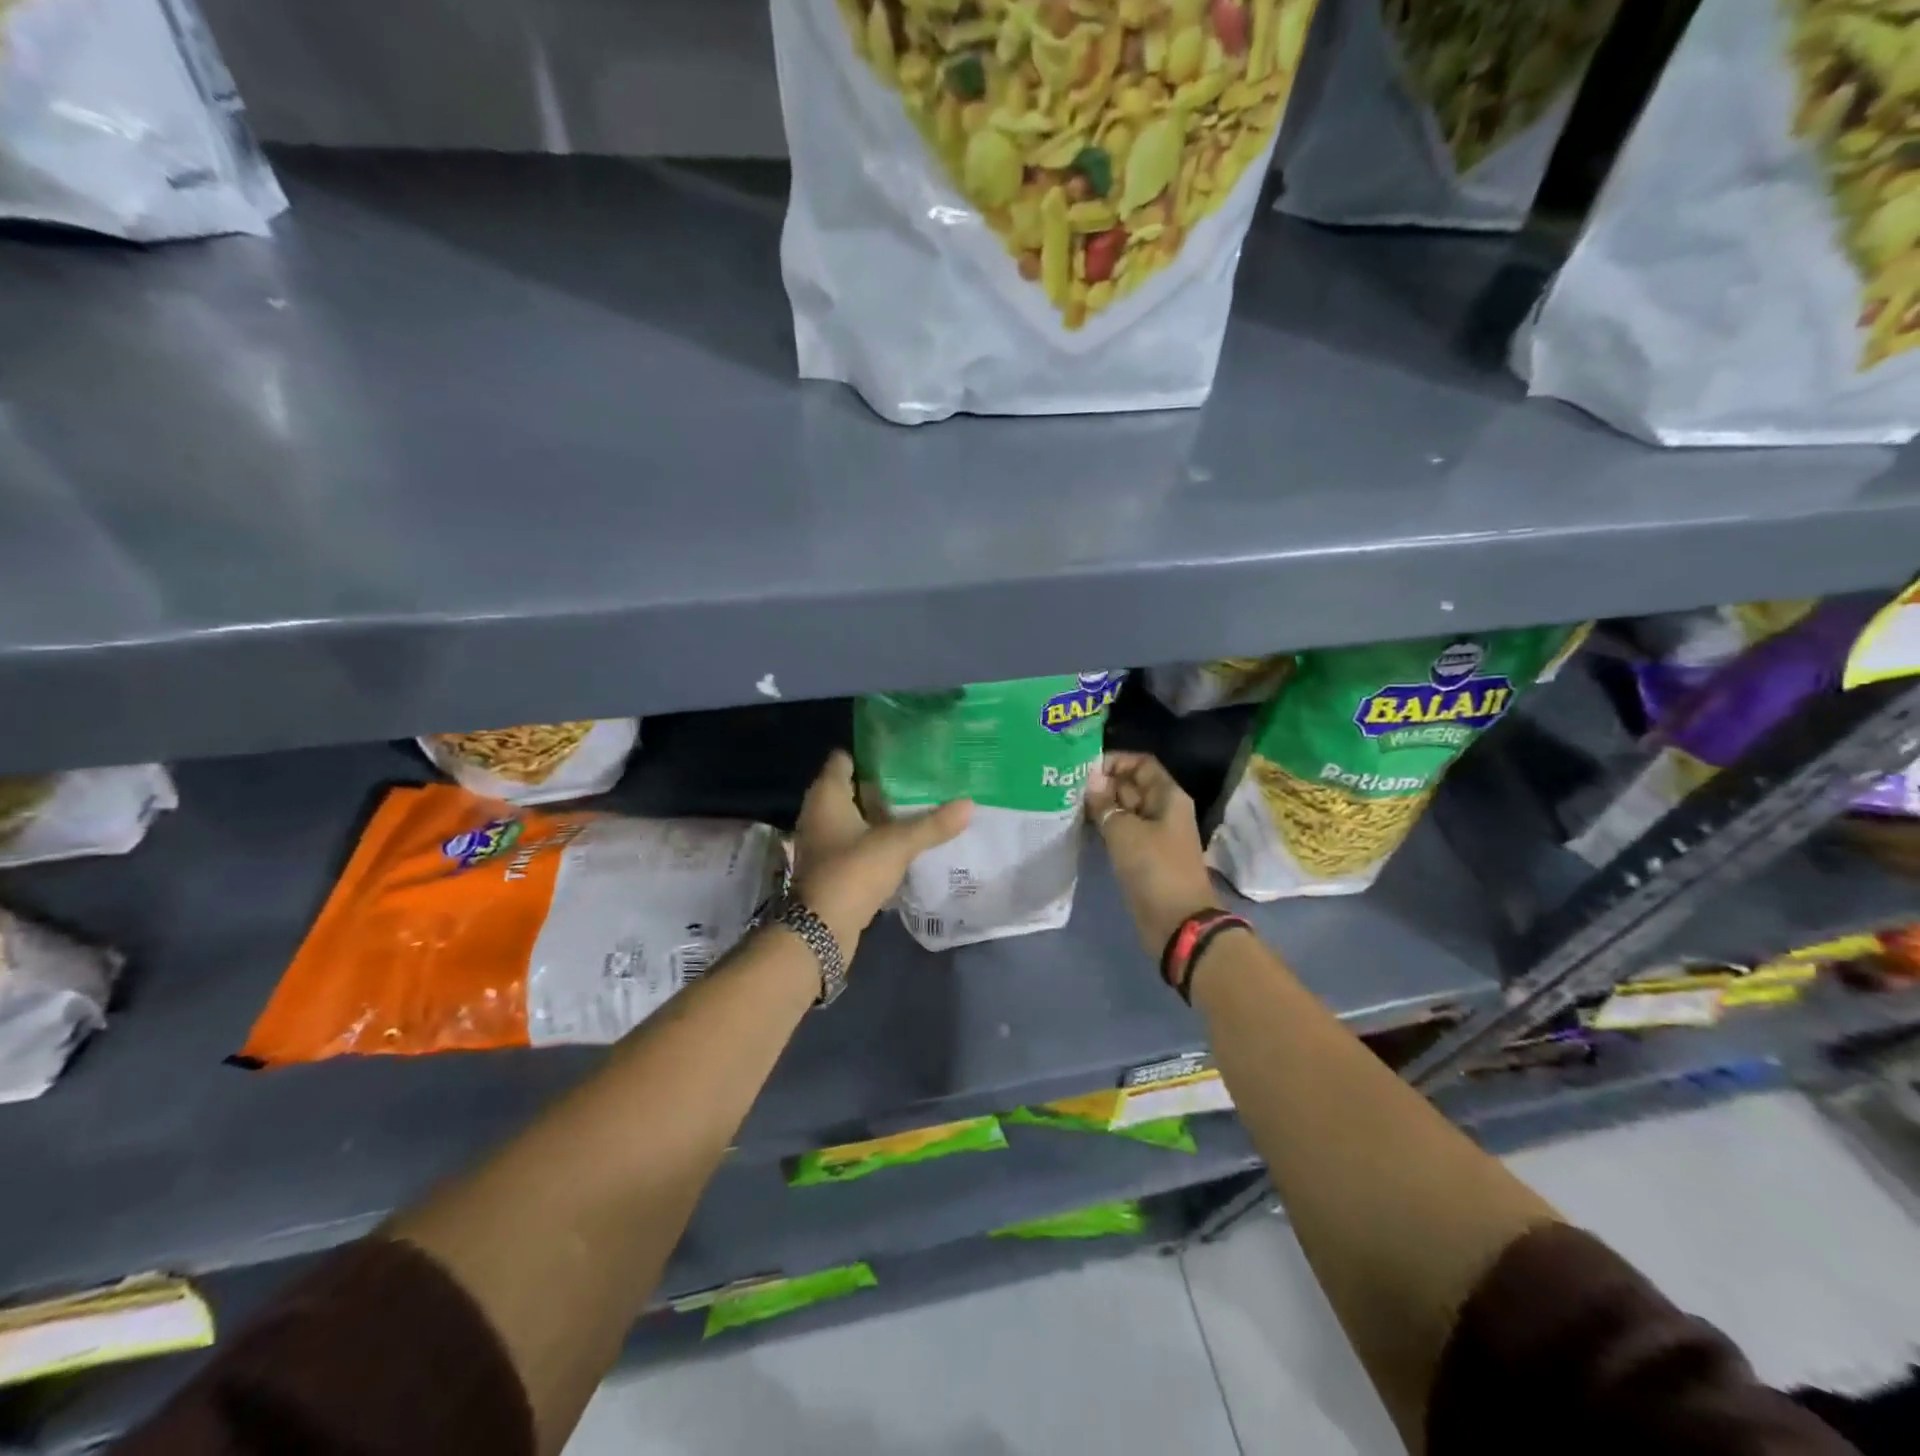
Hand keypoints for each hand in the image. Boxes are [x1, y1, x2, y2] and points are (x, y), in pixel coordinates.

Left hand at [792, 750, 971, 956]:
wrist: (822, 930)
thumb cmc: (853, 872)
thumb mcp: (897, 844)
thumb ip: (933, 824)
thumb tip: (970, 803)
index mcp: (827, 796)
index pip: (844, 759)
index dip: (871, 753)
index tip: (903, 752)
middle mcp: (819, 813)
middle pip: (852, 788)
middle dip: (884, 784)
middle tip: (921, 778)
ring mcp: (824, 842)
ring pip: (856, 817)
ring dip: (882, 814)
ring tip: (920, 806)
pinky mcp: (832, 866)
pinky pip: (857, 841)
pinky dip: (877, 838)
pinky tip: (905, 840)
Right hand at [1087, 752, 1221, 955]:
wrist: (1177, 922)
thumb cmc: (1155, 869)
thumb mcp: (1124, 831)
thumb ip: (1104, 803)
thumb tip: (1090, 780)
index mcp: (1168, 796)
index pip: (1141, 763)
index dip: (1115, 761)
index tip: (1085, 769)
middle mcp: (1163, 810)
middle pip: (1132, 785)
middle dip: (1103, 784)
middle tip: (1069, 788)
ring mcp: (1154, 834)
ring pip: (1125, 810)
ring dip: (1101, 807)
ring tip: (1069, 805)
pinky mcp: (1144, 856)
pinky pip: (1123, 832)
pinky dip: (1105, 827)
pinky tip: (1081, 827)